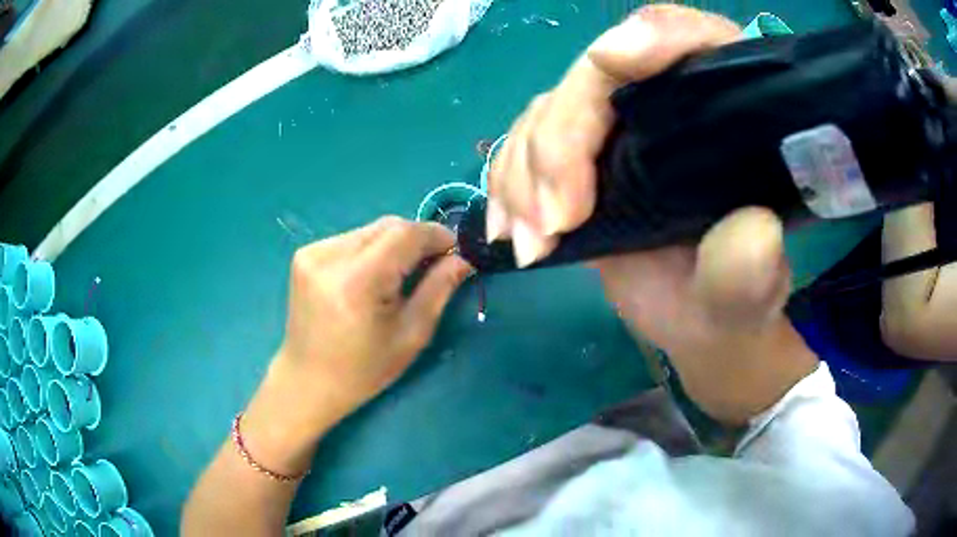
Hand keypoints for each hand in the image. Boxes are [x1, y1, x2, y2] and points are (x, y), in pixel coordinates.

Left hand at [243, 217, 472, 472]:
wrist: (307, 381)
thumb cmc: (363, 370)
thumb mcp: (411, 335)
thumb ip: (439, 289)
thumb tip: (463, 258)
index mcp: (356, 282)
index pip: (404, 234)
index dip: (435, 235)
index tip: (455, 251)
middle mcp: (329, 257)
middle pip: (387, 226)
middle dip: (416, 240)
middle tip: (433, 265)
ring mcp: (312, 252)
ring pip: (370, 230)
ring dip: (394, 245)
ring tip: (400, 275)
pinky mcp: (305, 254)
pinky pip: (351, 239)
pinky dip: (371, 250)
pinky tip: (371, 277)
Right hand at [490, 5, 817, 422]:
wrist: (696, 319)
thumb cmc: (731, 300)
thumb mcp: (750, 292)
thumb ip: (753, 268)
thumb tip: (752, 230)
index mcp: (727, 109)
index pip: (692, 39)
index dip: (653, 35)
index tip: (613, 61)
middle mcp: (669, 100)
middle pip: (597, 75)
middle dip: (562, 142)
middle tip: (554, 223)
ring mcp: (619, 124)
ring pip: (549, 109)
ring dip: (524, 174)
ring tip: (533, 244)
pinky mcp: (583, 154)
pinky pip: (525, 142)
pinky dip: (507, 183)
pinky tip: (509, 229)